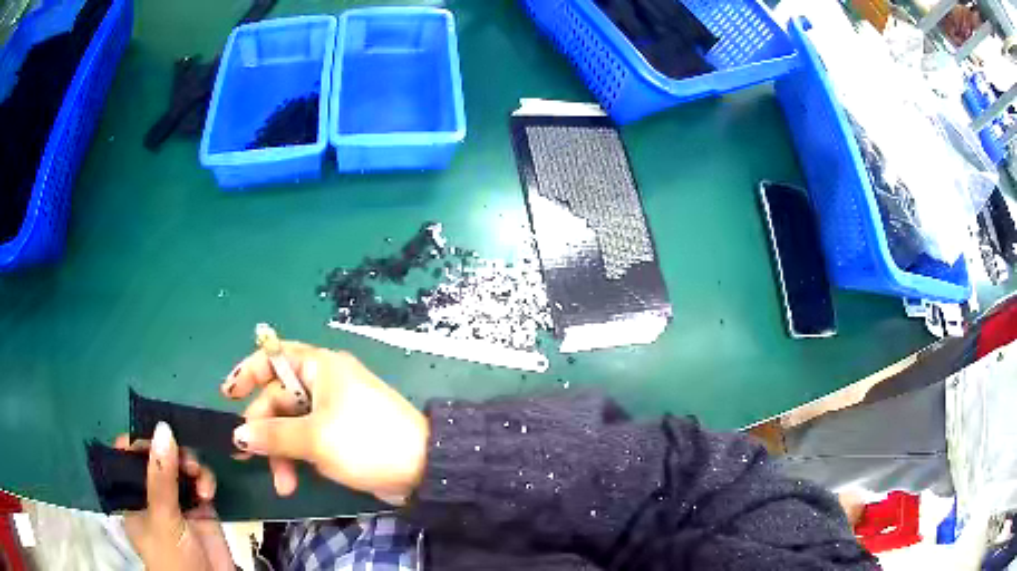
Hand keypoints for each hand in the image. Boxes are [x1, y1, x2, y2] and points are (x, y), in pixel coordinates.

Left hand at [116, 423, 234, 570]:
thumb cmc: (173, 557)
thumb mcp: (162, 518)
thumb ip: (161, 476)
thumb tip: (163, 427)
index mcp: (132, 495)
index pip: (128, 457)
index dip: (140, 442)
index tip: (157, 433)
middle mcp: (152, 495)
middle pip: (157, 458)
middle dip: (171, 452)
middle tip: (183, 457)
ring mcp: (177, 502)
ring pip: (180, 466)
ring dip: (190, 465)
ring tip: (198, 476)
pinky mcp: (200, 509)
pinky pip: (201, 482)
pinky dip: (205, 480)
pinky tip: (208, 491)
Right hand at [222, 343, 428, 503]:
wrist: (423, 468)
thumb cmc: (365, 441)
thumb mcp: (315, 438)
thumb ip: (273, 435)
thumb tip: (238, 435)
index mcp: (320, 368)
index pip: (274, 357)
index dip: (247, 373)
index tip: (227, 395)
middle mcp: (324, 383)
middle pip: (278, 399)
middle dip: (264, 431)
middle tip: (248, 459)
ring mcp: (333, 410)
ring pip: (291, 425)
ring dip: (281, 453)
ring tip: (283, 484)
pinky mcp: (340, 434)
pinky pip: (307, 440)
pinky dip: (298, 458)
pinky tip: (297, 480)